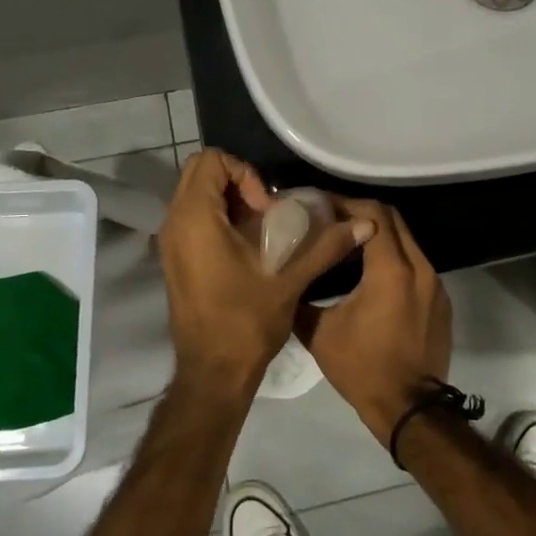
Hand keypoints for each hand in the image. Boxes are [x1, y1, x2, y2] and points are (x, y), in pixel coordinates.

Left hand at [158, 149, 372, 397]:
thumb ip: (325, 246)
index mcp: (195, 220)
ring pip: (195, 194)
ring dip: (229, 200)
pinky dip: (219, 217)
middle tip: (266, 212)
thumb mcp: (290, 281)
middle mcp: (174, 223)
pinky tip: (247, 247)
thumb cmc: (245, 323)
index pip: (211, 161)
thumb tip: (366, 225)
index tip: (265, 209)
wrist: (213, 373)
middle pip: (200, 172)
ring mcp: (170, 242)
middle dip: (237, 182)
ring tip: (261, 229)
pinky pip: (193, 216)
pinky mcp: (174, 258)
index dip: (244, 174)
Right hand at [298, 200, 452, 443]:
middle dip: (362, 212)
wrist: (410, 408)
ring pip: (407, 241)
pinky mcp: (441, 300)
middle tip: (332, 219)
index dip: (346, 203)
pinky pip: (416, 264)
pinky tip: (372, 274)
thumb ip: (302, 298)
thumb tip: (285, 278)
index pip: (373, 213)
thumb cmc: (363, 368)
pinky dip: (394, 258)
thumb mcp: (320, 332)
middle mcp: (419, 267)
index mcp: (391, 269)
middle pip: (393, 219)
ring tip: (349, 244)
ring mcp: (435, 283)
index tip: (321, 206)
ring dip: (380, 235)